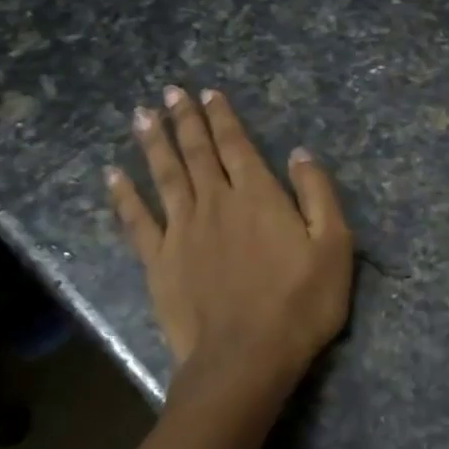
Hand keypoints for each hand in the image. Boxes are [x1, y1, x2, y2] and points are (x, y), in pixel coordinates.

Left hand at [107, 87, 353, 399]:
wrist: (247, 358)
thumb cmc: (301, 303)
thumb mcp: (334, 246)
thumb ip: (318, 194)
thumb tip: (300, 153)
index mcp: (259, 197)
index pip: (237, 145)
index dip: (222, 118)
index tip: (208, 92)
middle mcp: (216, 203)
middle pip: (197, 153)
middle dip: (185, 119)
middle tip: (170, 91)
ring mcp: (182, 231)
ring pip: (165, 176)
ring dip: (153, 143)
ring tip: (141, 114)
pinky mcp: (159, 262)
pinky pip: (137, 221)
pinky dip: (124, 196)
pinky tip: (113, 175)